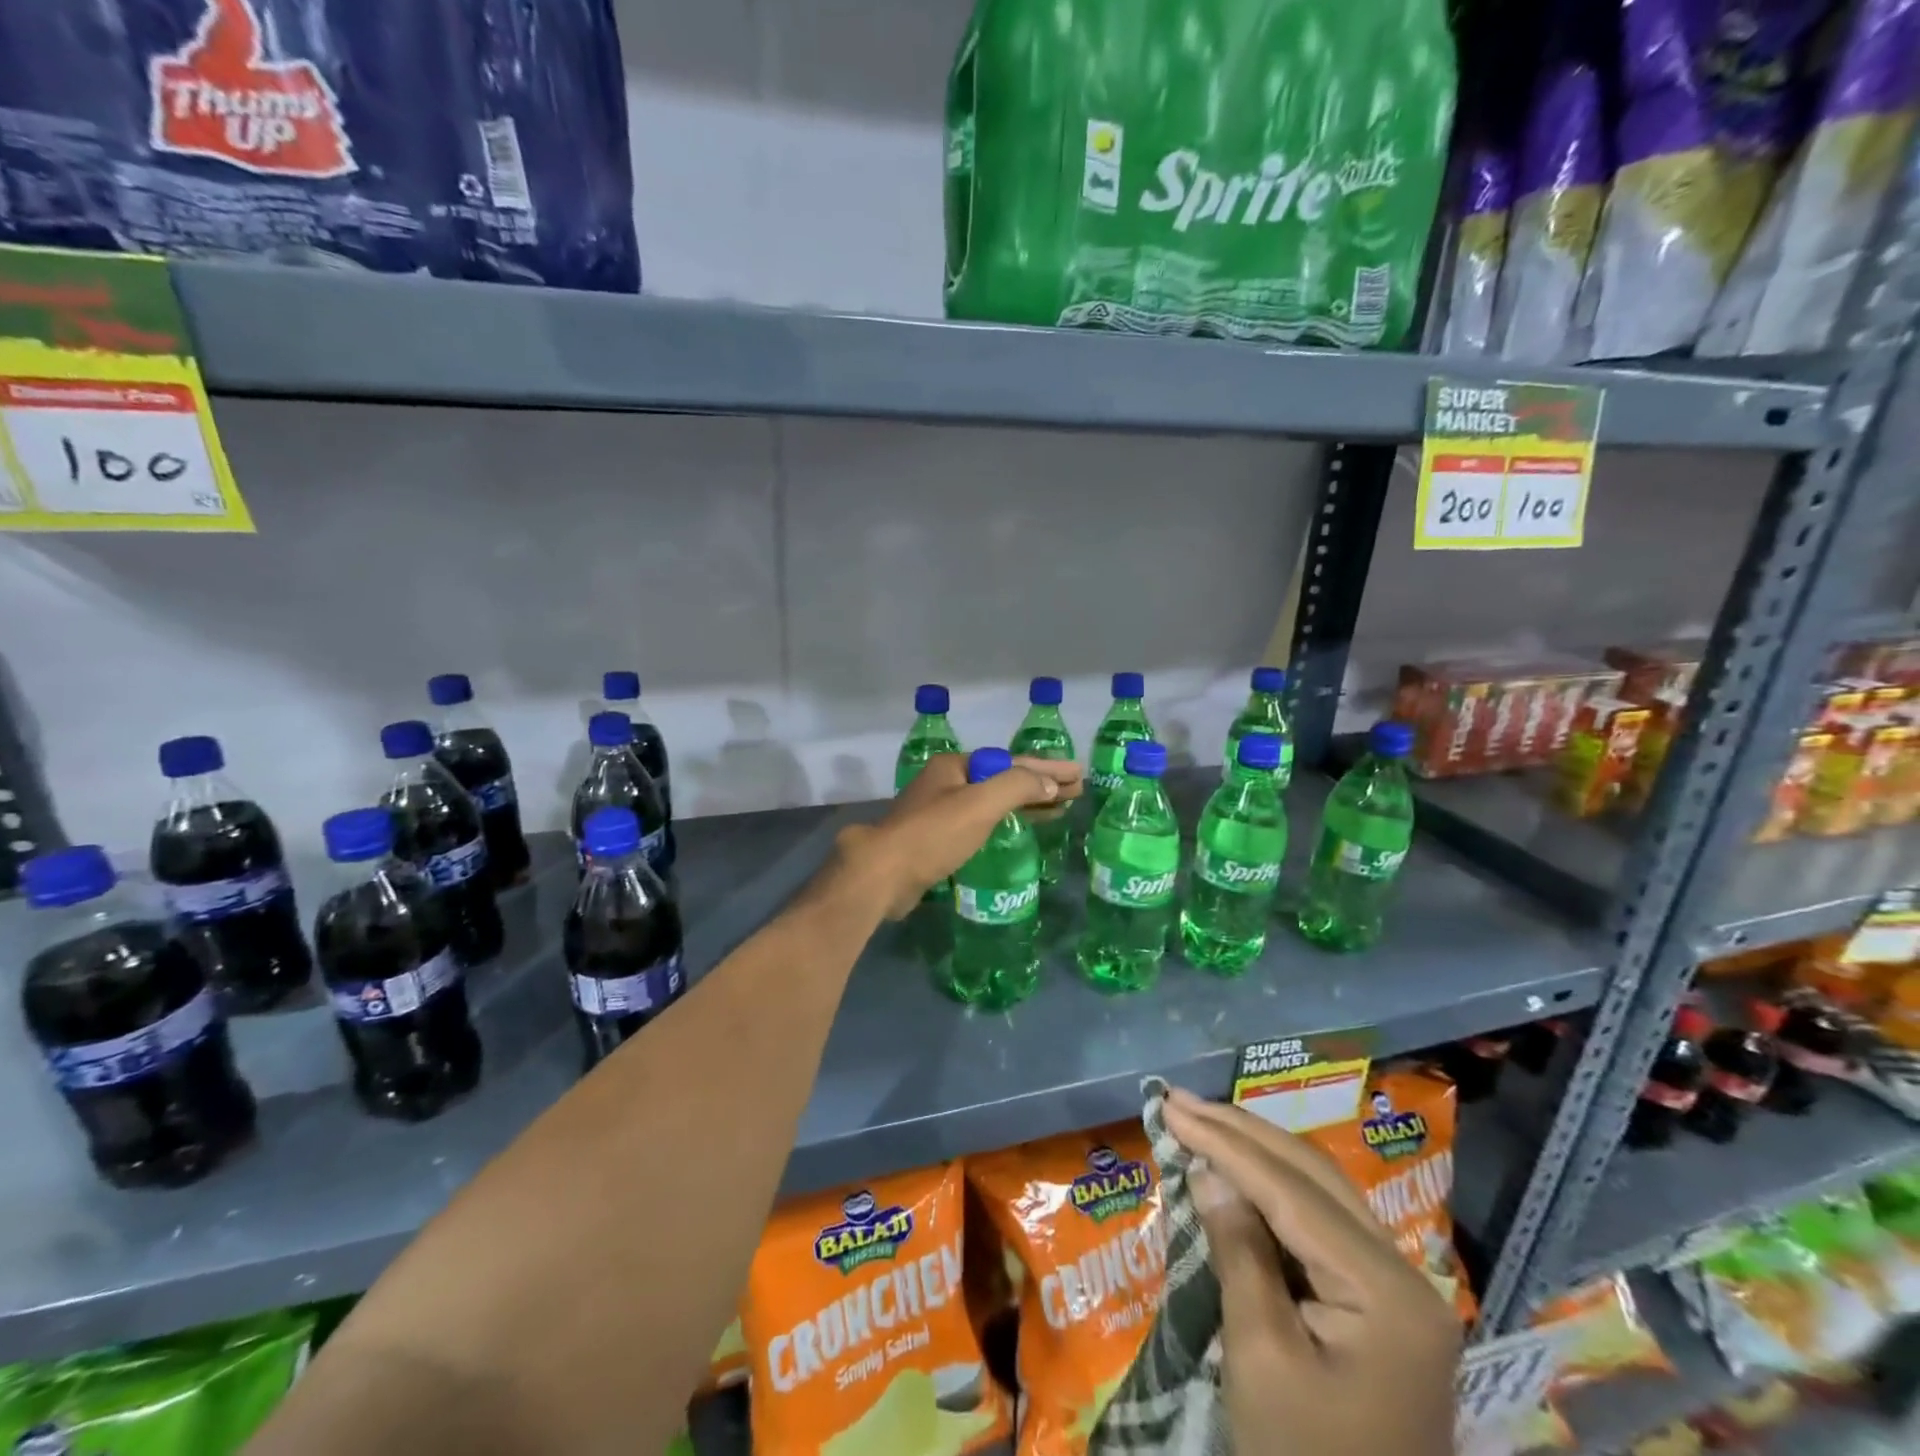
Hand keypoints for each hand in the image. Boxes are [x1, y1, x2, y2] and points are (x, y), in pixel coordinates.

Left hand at [836, 753, 1082, 918]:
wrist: (883, 874)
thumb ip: (1017, 787)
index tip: (1078, 773)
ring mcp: (940, 811)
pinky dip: (1007, 821)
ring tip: (1060, 808)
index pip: (1012, 763)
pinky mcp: (937, 839)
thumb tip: (1049, 784)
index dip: (1047, 769)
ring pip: (993, 801)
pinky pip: (982, 822)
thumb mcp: (979, 804)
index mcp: (955, 767)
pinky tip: (1021, 828)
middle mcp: (947, 782)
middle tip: (1077, 791)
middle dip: (1041, 784)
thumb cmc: (933, 834)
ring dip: (1027, 803)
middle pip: (1003, 779)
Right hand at [1163, 1088, 1460, 1455]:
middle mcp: (1405, 1274)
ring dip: (1256, 1151)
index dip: (1225, 1143)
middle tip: (1179, 1101)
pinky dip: (1274, 1187)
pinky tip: (1238, 1168)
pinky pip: (1322, 1221)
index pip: (1291, 1191)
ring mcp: (1399, 1289)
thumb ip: (1237, 1250)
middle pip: (1312, 1176)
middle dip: (1241, 1132)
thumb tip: (1208, 1171)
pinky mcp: (1382, 1303)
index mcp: (1387, 1292)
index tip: (1170, 1107)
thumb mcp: (1259, 1356)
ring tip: (1201, 1119)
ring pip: (1319, 1190)